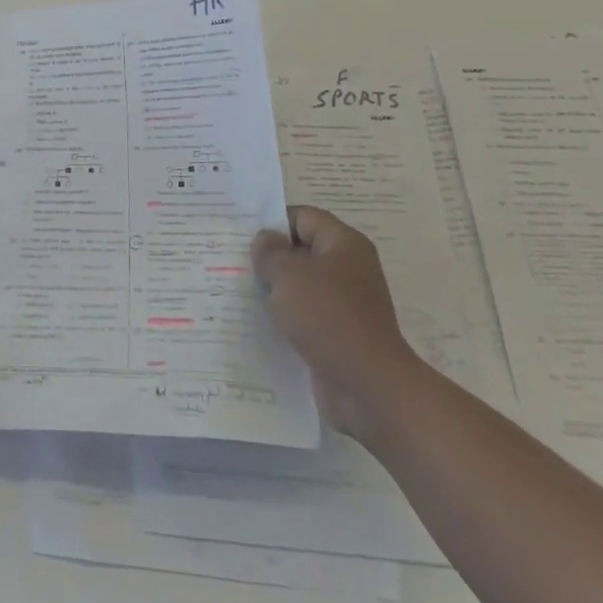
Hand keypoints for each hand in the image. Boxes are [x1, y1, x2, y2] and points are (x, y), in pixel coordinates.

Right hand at [251, 205, 417, 437]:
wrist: (368, 386)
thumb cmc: (328, 317)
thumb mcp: (288, 274)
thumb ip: (270, 252)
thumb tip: (266, 242)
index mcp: (344, 244)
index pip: (302, 217)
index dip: (272, 222)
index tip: (240, 236)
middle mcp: (349, 268)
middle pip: (302, 250)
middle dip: (270, 256)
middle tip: (234, 261)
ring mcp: (346, 303)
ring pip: (302, 284)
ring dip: (275, 288)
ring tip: (240, 290)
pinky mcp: (340, 333)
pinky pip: (306, 314)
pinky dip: (286, 316)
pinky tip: (260, 321)